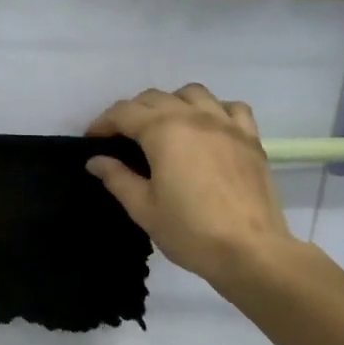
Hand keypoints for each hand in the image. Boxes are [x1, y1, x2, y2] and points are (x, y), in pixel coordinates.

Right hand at [87, 83, 302, 289]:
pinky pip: (231, 108)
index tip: (92, 140)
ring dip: (171, 103)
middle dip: (132, 112)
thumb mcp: (143, 209)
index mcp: (164, 131)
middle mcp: (195, 117)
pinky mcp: (251, 138)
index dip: (103, 123)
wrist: (250, 250)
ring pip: (193, 94)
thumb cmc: (189, 231)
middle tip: (121, 137)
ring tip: (164, 127)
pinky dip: (214, 110)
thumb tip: (95, 160)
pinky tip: (208, 129)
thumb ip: (117, 178)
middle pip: (155, 98)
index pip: (124, 113)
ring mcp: (227, 125)